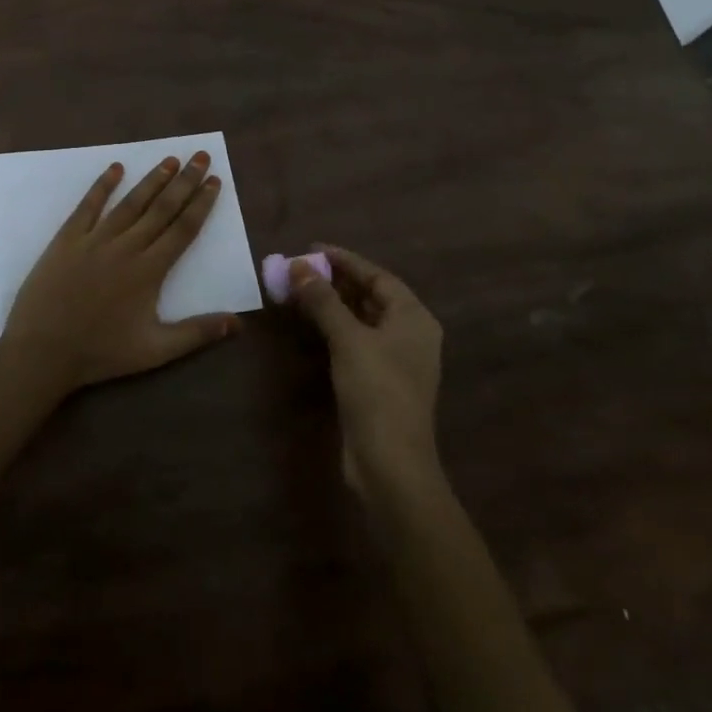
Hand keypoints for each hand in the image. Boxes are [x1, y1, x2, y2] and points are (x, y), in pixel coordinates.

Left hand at [0, 151, 237, 393]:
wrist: (42, 351)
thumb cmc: (100, 353)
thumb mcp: (155, 351)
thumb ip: (197, 333)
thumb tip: (239, 323)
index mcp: (149, 271)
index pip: (183, 229)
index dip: (201, 204)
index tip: (215, 181)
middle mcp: (126, 247)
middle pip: (161, 208)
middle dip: (184, 181)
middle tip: (201, 157)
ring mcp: (94, 240)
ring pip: (130, 203)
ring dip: (152, 179)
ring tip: (170, 159)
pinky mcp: (67, 239)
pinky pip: (88, 206)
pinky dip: (102, 186)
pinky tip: (115, 168)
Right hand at [287, 245, 443, 497]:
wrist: (390, 462)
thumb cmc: (376, 391)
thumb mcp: (348, 339)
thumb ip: (323, 300)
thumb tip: (297, 266)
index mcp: (414, 317)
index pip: (377, 276)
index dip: (345, 260)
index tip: (311, 249)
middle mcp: (410, 334)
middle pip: (371, 296)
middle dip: (335, 281)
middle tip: (300, 270)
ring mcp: (396, 360)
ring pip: (362, 320)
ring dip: (332, 304)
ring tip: (300, 291)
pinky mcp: (380, 382)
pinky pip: (356, 341)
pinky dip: (335, 329)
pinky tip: (312, 326)